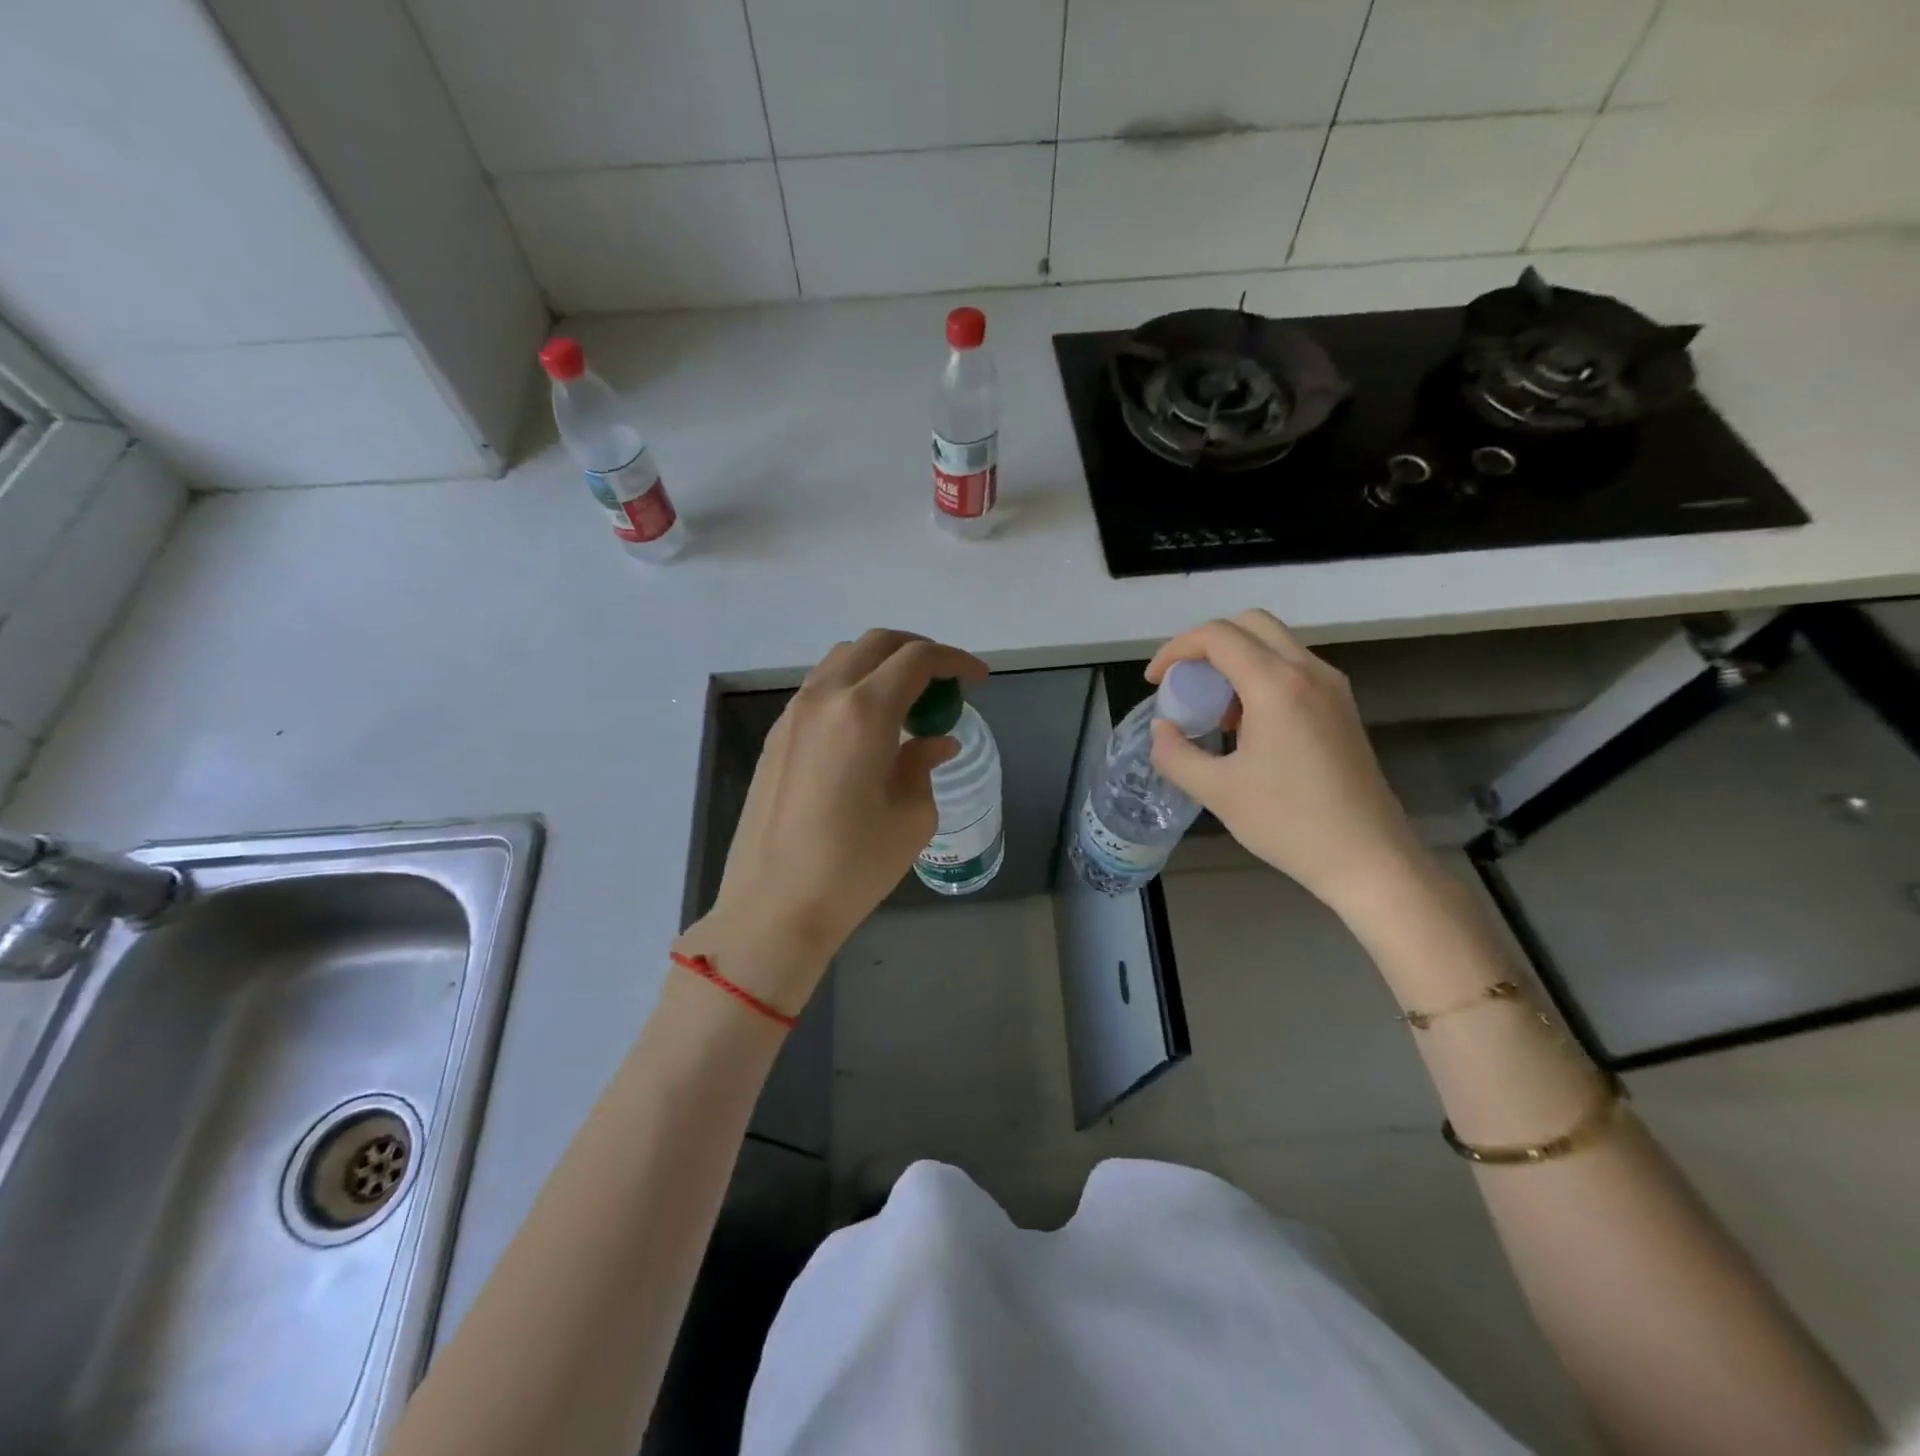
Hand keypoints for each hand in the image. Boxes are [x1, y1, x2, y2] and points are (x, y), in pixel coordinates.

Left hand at [678, 629, 986, 1014]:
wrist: (774, 906)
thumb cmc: (853, 865)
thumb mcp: (911, 816)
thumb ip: (924, 765)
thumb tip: (935, 741)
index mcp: (864, 712)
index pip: (917, 659)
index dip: (955, 661)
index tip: (979, 678)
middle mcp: (824, 697)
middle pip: (876, 644)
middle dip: (918, 651)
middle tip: (945, 682)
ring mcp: (793, 714)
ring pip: (843, 660)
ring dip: (881, 666)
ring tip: (908, 702)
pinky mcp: (776, 736)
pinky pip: (821, 688)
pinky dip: (853, 687)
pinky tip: (869, 726)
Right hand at [1146, 610, 1429, 922]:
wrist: (1368, 858)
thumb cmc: (1289, 823)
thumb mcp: (1216, 791)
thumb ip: (1175, 754)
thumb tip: (1161, 729)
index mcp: (1277, 685)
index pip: (1217, 636)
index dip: (1176, 650)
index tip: (1154, 681)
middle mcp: (1309, 672)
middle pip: (1250, 624)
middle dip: (1206, 644)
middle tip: (1183, 682)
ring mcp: (1332, 688)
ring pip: (1275, 644)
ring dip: (1235, 660)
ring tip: (1212, 708)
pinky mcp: (1342, 707)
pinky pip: (1293, 669)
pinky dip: (1260, 676)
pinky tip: (1246, 724)